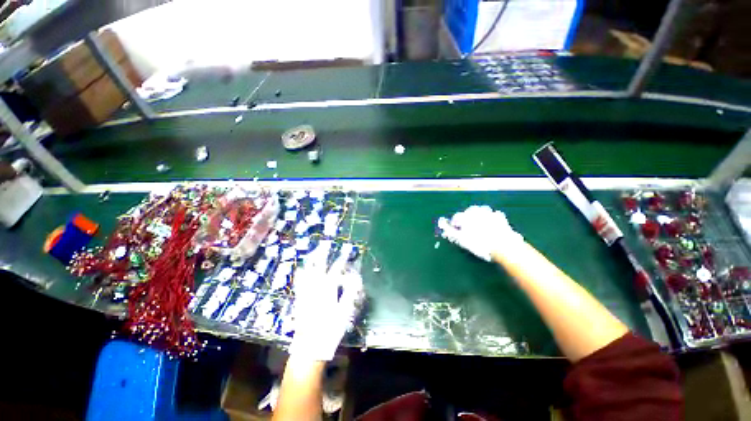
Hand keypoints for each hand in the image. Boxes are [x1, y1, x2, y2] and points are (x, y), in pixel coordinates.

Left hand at [288, 245, 363, 360]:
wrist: (309, 347)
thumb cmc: (330, 329)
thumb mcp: (344, 312)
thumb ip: (350, 293)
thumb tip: (355, 279)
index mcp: (327, 289)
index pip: (336, 269)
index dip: (342, 258)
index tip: (347, 249)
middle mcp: (315, 288)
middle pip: (319, 266)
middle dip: (323, 254)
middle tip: (325, 244)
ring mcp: (305, 293)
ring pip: (307, 272)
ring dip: (311, 260)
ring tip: (314, 252)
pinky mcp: (299, 299)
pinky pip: (299, 282)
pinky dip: (301, 273)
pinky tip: (301, 269)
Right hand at [437, 205, 522, 261]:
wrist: (504, 246)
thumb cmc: (479, 243)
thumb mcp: (461, 239)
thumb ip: (449, 230)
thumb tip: (441, 222)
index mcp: (465, 215)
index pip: (456, 218)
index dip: (455, 225)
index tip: (456, 233)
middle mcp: (476, 211)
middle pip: (467, 213)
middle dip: (466, 220)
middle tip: (468, 232)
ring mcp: (489, 212)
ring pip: (479, 213)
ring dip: (477, 218)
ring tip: (478, 229)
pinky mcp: (500, 217)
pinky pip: (492, 215)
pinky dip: (489, 219)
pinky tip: (490, 227)